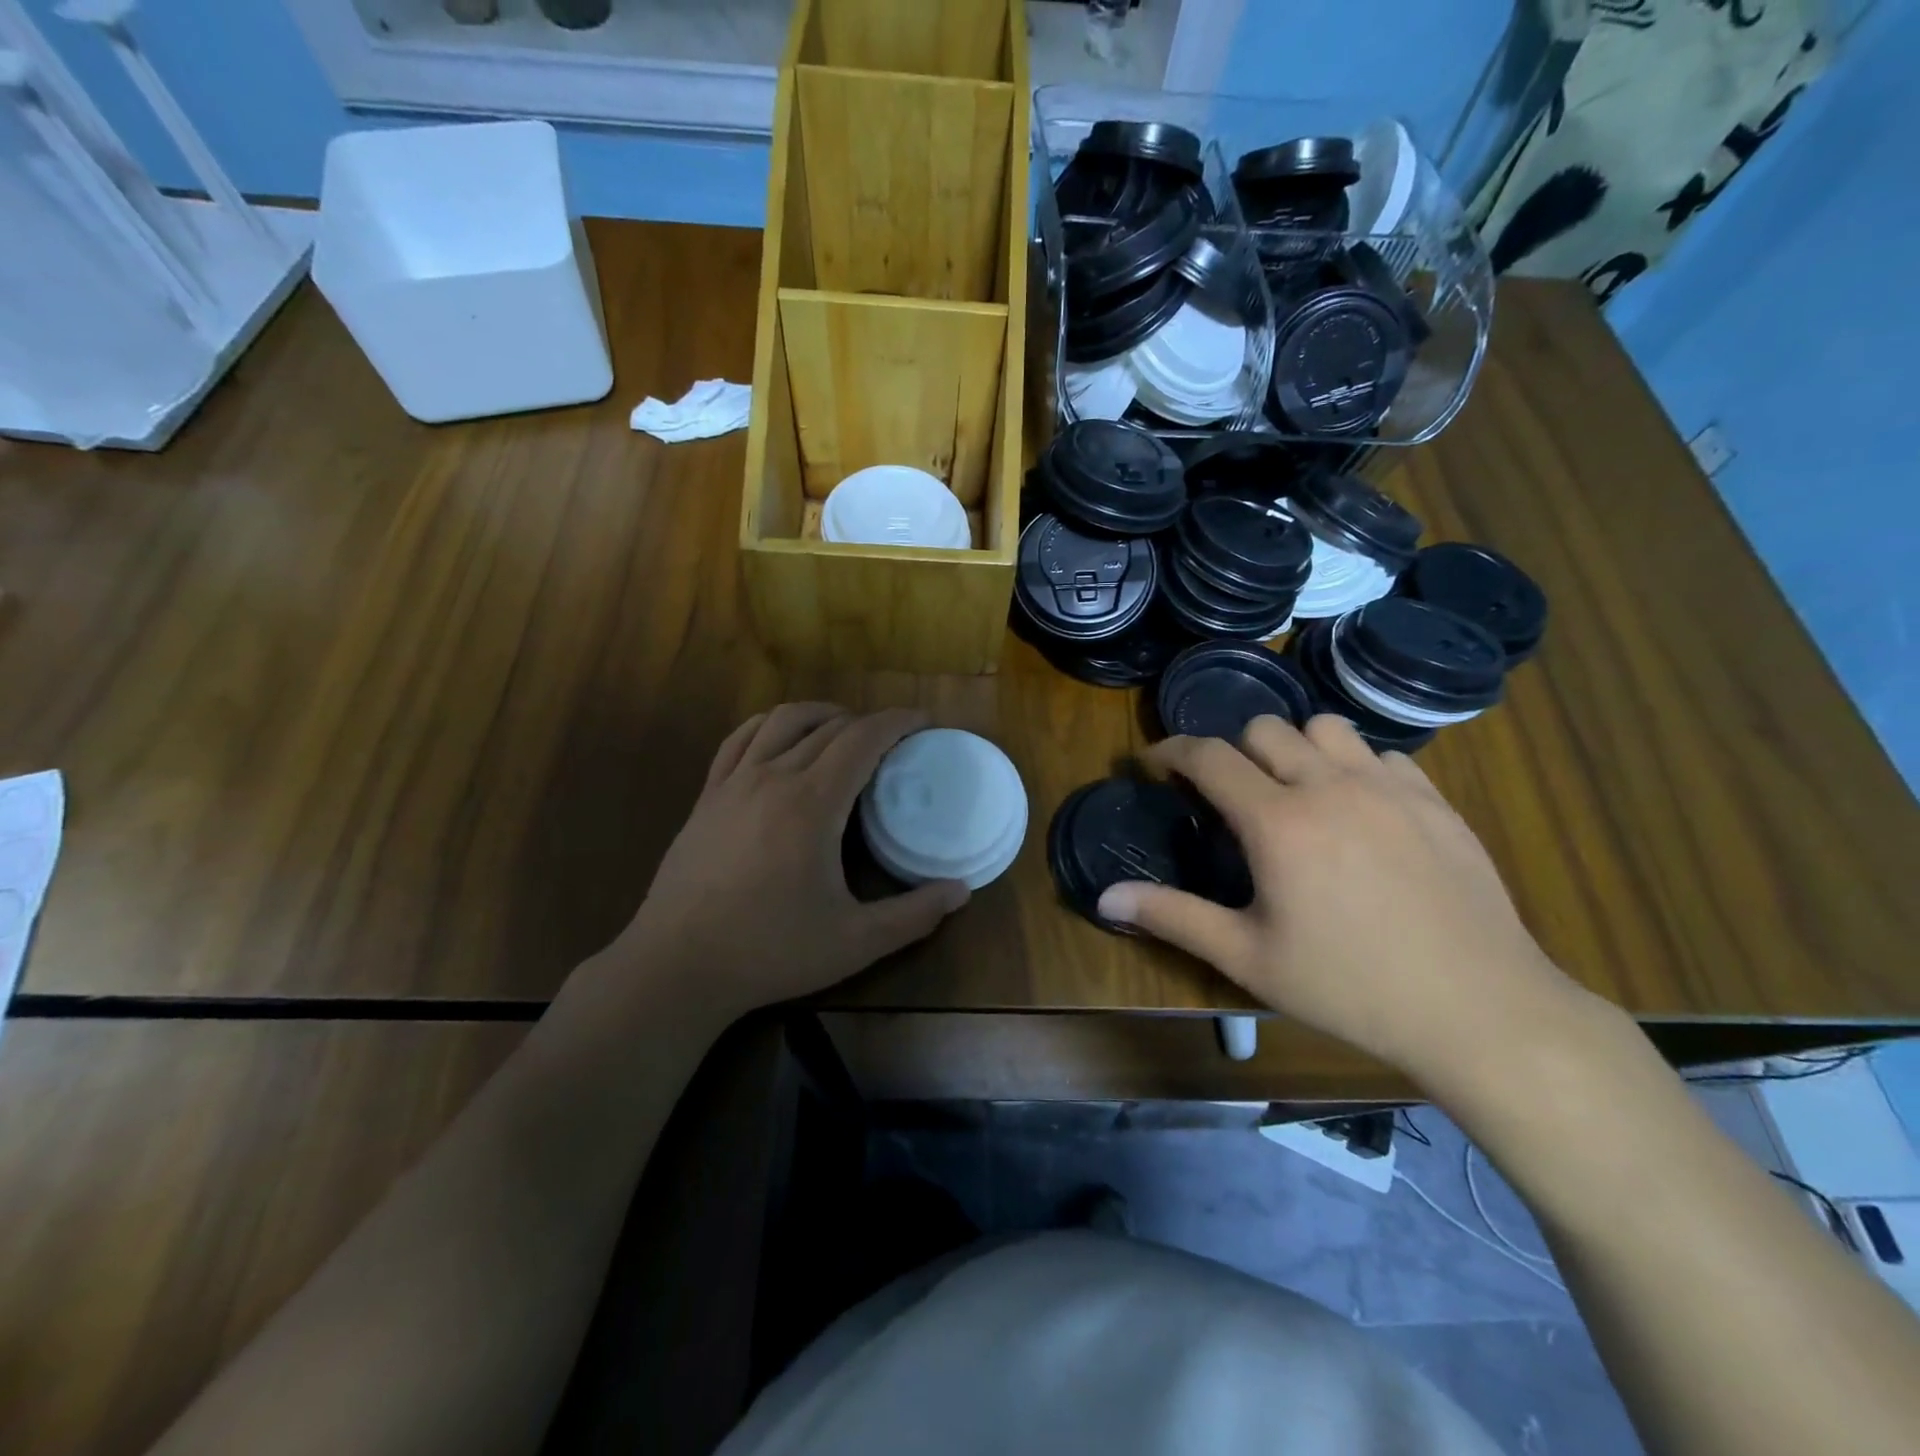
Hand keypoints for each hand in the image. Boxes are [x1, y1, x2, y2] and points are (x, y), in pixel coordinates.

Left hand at [614, 704, 969, 1016]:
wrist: (676, 966)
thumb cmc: (770, 951)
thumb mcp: (855, 942)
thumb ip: (914, 915)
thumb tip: (962, 890)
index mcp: (812, 803)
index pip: (862, 738)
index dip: (898, 722)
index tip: (924, 722)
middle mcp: (773, 777)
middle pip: (828, 726)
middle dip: (868, 722)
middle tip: (894, 741)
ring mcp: (733, 783)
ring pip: (781, 720)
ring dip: (820, 714)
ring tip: (843, 729)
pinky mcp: (707, 797)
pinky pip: (740, 739)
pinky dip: (769, 726)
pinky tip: (779, 739)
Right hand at [1096, 716, 1586, 1083]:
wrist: (1479, 1010)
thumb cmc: (1349, 987)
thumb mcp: (1247, 958)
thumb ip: (1173, 916)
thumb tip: (1106, 896)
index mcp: (1278, 821)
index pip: (1209, 756)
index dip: (1172, 751)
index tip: (1155, 763)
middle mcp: (1329, 785)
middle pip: (1264, 729)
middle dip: (1233, 751)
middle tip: (1229, 795)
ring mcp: (1388, 787)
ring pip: (1325, 727)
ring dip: (1295, 747)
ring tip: (1294, 790)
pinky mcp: (1434, 800)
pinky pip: (1381, 755)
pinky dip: (1354, 767)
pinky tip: (1358, 811)